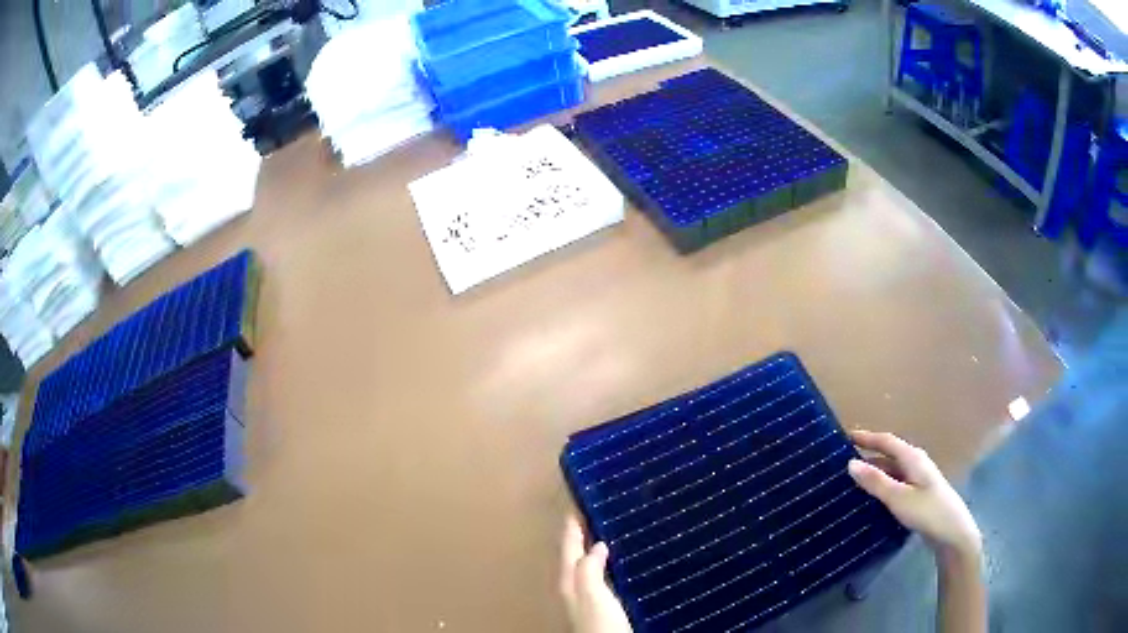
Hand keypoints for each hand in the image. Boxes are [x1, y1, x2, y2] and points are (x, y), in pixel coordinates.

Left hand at [559, 516, 633, 632]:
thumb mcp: (592, 594)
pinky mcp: (604, 608)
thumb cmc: (602, 624)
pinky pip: (601, 578)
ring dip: (594, 550)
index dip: (572, 526)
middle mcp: (576, 588)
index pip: (569, 547)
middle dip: (582, 536)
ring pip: (588, 567)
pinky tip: (618, 565)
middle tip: (593, 512)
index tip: (578, 502)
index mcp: (570, 581)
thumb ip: (587, 569)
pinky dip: (606, 566)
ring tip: (607, 532)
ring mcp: (589, 600)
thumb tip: (595, 545)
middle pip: (575, 556)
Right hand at [847, 430, 981, 561]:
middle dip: (867, 455)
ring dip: (873, 473)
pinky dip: (881, 486)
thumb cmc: (927, 511)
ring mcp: (917, 479)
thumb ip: (875, 481)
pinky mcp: (917, 495)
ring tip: (850, 481)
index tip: (844, 437)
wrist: (952, 532)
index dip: (866, 438)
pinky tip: (870, 498)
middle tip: (841, 462)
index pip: (885, 441)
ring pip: (891, 471)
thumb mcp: (898, 497)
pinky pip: (895, 484)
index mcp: (912, 457)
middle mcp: (915, 463)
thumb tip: (850, 463)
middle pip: (888, 454)